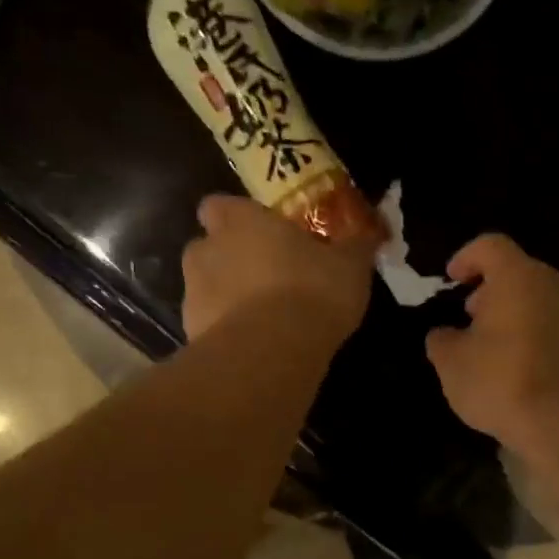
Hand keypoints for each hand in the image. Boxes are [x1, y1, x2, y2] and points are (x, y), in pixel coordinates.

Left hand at [182, 195, 374, 344]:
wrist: (272, 353)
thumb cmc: (311, 292)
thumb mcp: (350, 267)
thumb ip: (354, 247)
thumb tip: (367, 235)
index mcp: (240, 221)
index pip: (220, 206)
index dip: (238, 219)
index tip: (262, 235)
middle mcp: (206, 249)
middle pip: (209, 248)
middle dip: (230, 261)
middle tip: (266, 280)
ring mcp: (192, 294)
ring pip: (205, 289)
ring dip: (226, 300)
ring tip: (261, 322)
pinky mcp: (191, 334)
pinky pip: (208, 328)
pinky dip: (225, 334)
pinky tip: (253, 349)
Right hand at [425, 234, 558, 444]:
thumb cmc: (498, 380)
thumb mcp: (451, 362)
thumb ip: (441, 339)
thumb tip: (444, 334)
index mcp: (517, 276)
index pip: (490, 246)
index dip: (465, 258)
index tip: (450, 280)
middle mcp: (551, 284)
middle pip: (516, 271)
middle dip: (488, 288)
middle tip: (467, 314)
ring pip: (534, 297)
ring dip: (509, 311)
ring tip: (487, 342)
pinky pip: (548, 322)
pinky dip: (528, 330)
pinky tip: (511, 360)